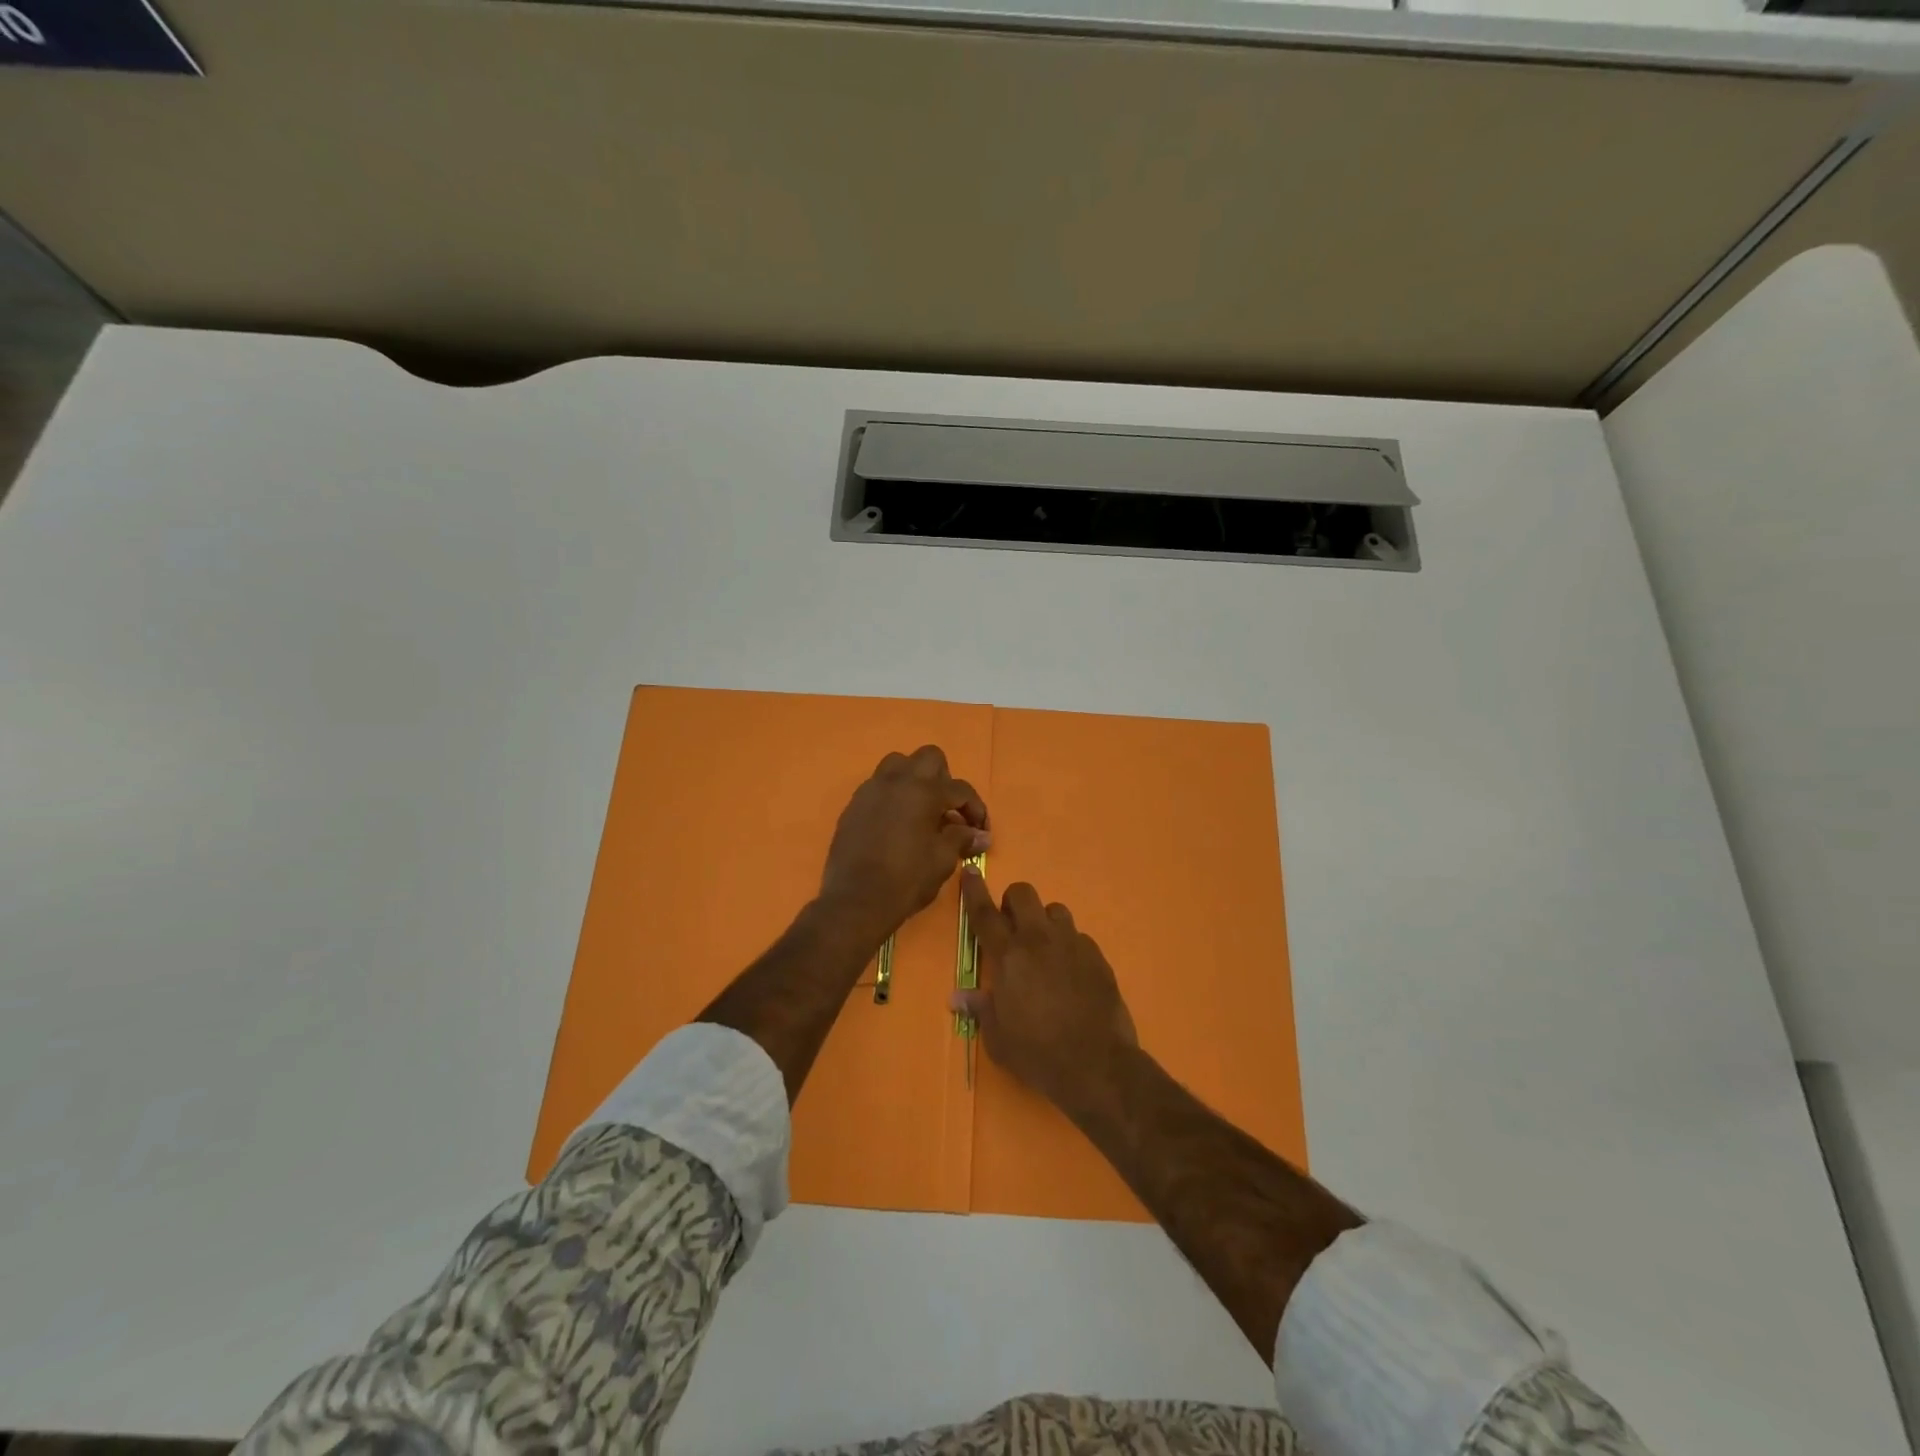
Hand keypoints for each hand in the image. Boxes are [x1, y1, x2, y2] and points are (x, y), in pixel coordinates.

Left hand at [819, 745, 989, 946]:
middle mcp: (897, 781)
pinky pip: (878, 786)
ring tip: (921, 810)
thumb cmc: (906, 880)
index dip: (976, 809)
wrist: (855, 901)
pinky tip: (897, 823)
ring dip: (915, 780)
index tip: (980, 831)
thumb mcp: (942, 860)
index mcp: (924, 791)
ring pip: (898, 764)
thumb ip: (961, 839)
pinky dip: (893, 795)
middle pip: (929, 758)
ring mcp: (871, 790)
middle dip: (945, 780)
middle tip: (948, 810)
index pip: (960, 789)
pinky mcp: (854, 805)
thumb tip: (981, 836)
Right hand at [954, 867, 1137, 1117]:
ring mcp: (1072, 945)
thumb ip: (981, 1009)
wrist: (1097, 1065)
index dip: (974, 890)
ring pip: (1055, 910)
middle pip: (1023, 894)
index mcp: (1009, 956)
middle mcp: (1039, 940)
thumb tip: (958, 997)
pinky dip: (1069, 947)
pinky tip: (1070, 973)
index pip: (985, 913)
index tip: (971, 872)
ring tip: (1043, 950)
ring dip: (1044, 922)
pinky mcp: (1098, 957)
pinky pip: (1079, 937)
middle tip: (1011, 928)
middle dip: (1013, 902)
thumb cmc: (1038, 1054)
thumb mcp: (998, 1039)